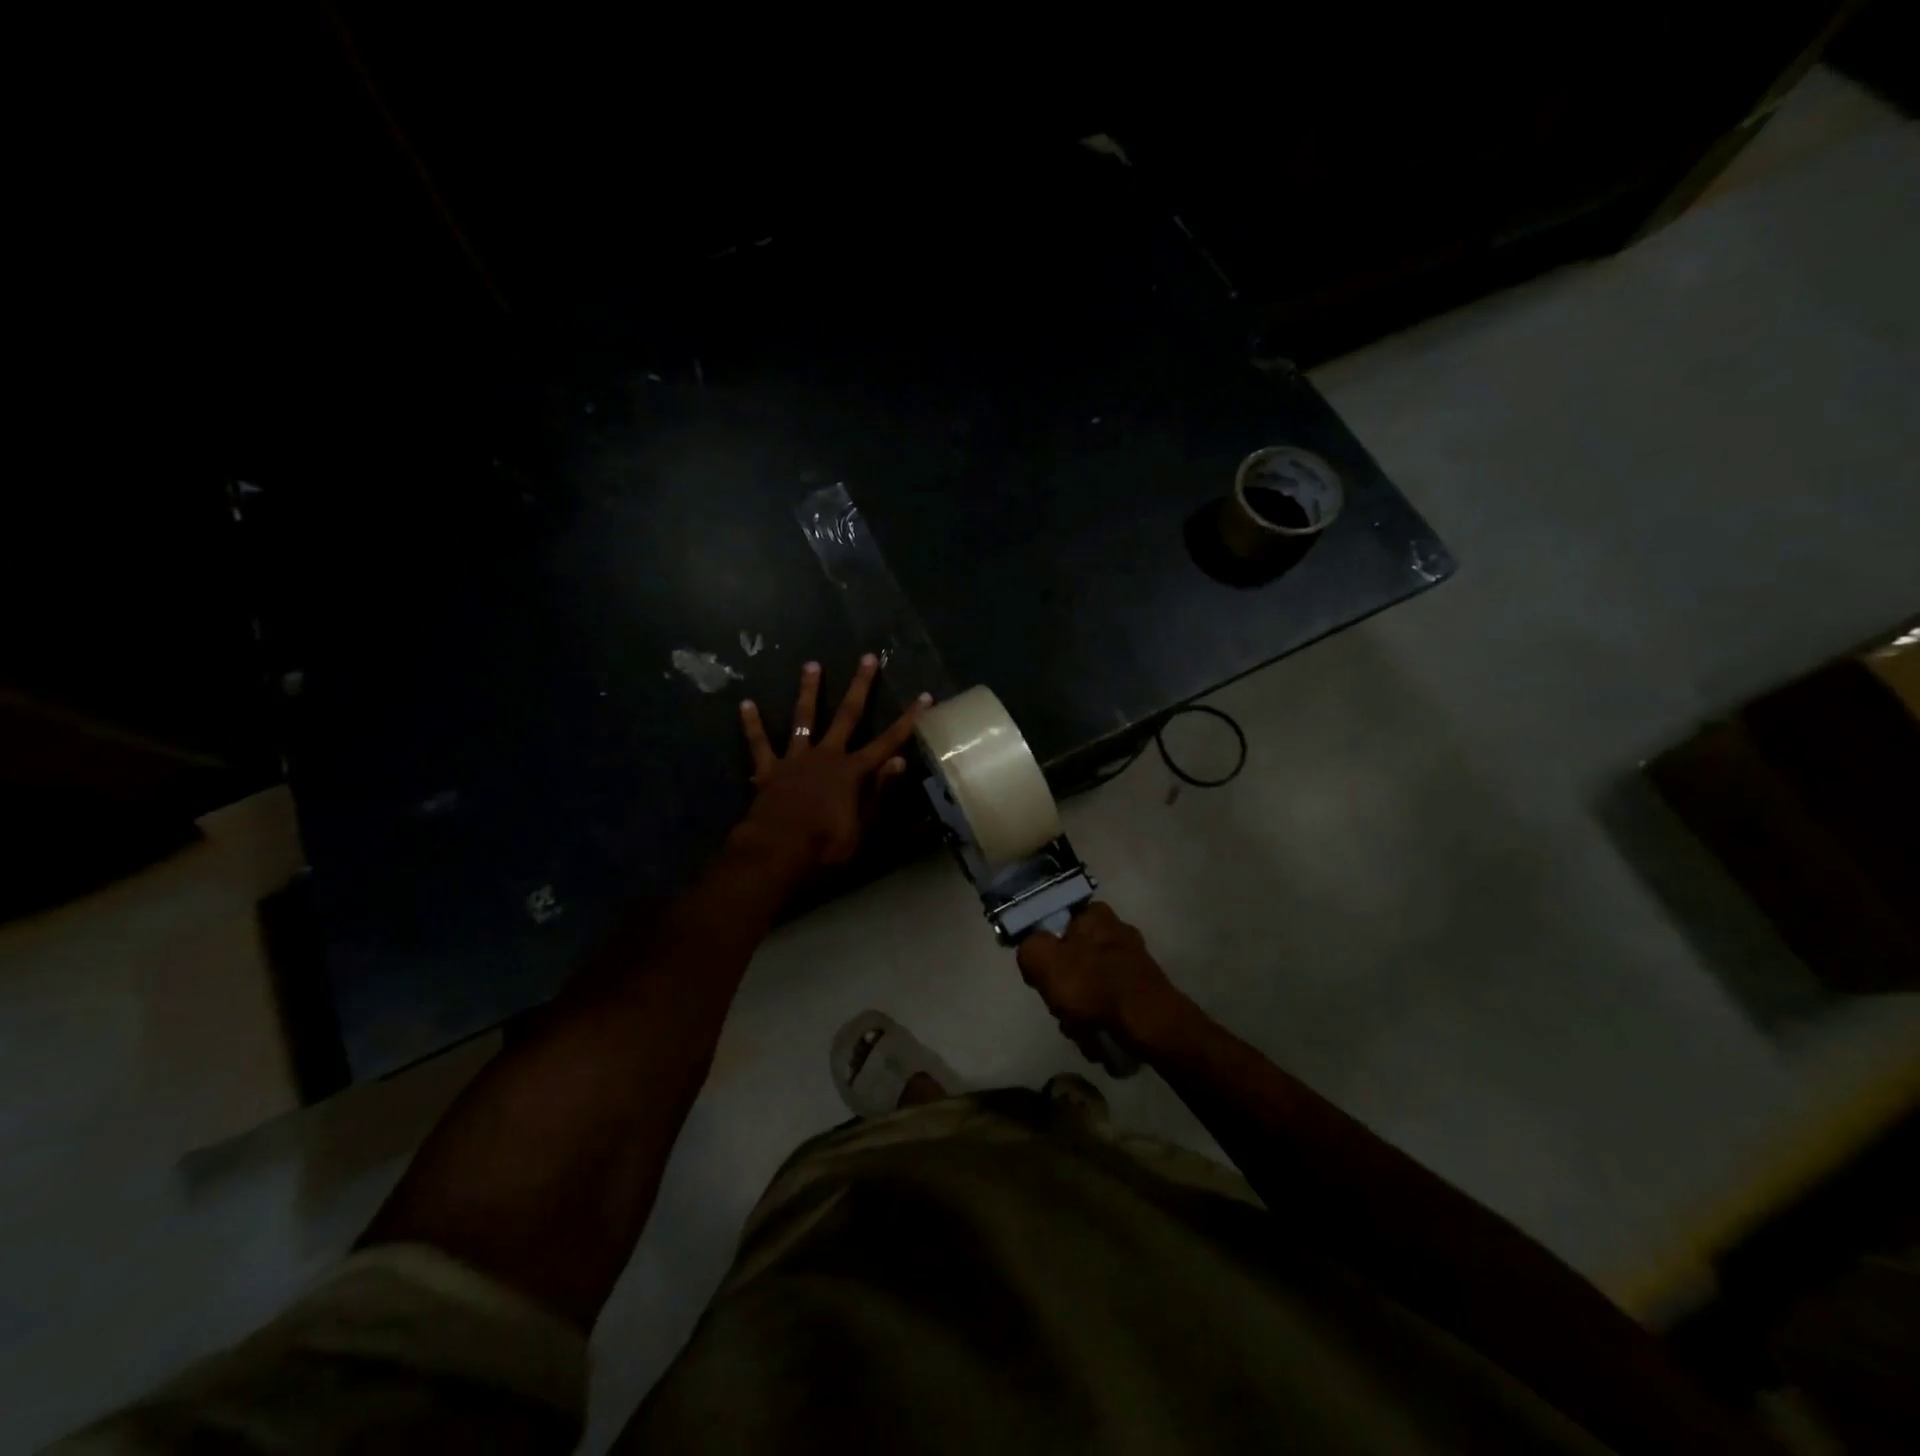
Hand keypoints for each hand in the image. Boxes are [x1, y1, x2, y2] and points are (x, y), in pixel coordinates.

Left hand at [735, 655, 929, 870]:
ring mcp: (796, 759)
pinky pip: (759, 744)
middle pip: (847, 715)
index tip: (923, 697)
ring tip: (811, 664)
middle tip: (867, 658)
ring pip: (804, 718)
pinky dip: (753, 725)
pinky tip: (746, 704)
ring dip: (809, 691)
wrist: (776, 852)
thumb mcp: (863, 827)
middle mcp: (827, 756)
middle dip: (860, 686)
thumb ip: (879, 792)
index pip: (888, 742)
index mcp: (853, 772)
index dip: (908, 720)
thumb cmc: (825, 847)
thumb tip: (899, 761)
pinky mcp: (769, 770)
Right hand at [1016, 903, 1190, 1053]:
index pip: (1056, 924)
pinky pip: (1108, 1004)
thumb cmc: (1092, 986)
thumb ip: (1029, 947)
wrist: (1150, 1025)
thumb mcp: (1042, 960)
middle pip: (1071, 960)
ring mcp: (1132, 962)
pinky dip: (1100, 1021)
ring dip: (1079, 1012)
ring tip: (1081, 1029)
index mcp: (1094, 915)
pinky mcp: (1142, 990)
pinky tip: (1098, 1036)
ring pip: (1088, 986)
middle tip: (1060, 1008)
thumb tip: (1032, 950)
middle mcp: (1116, 931)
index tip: (1042, 975)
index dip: (1044, 951)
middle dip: (1062, 991)